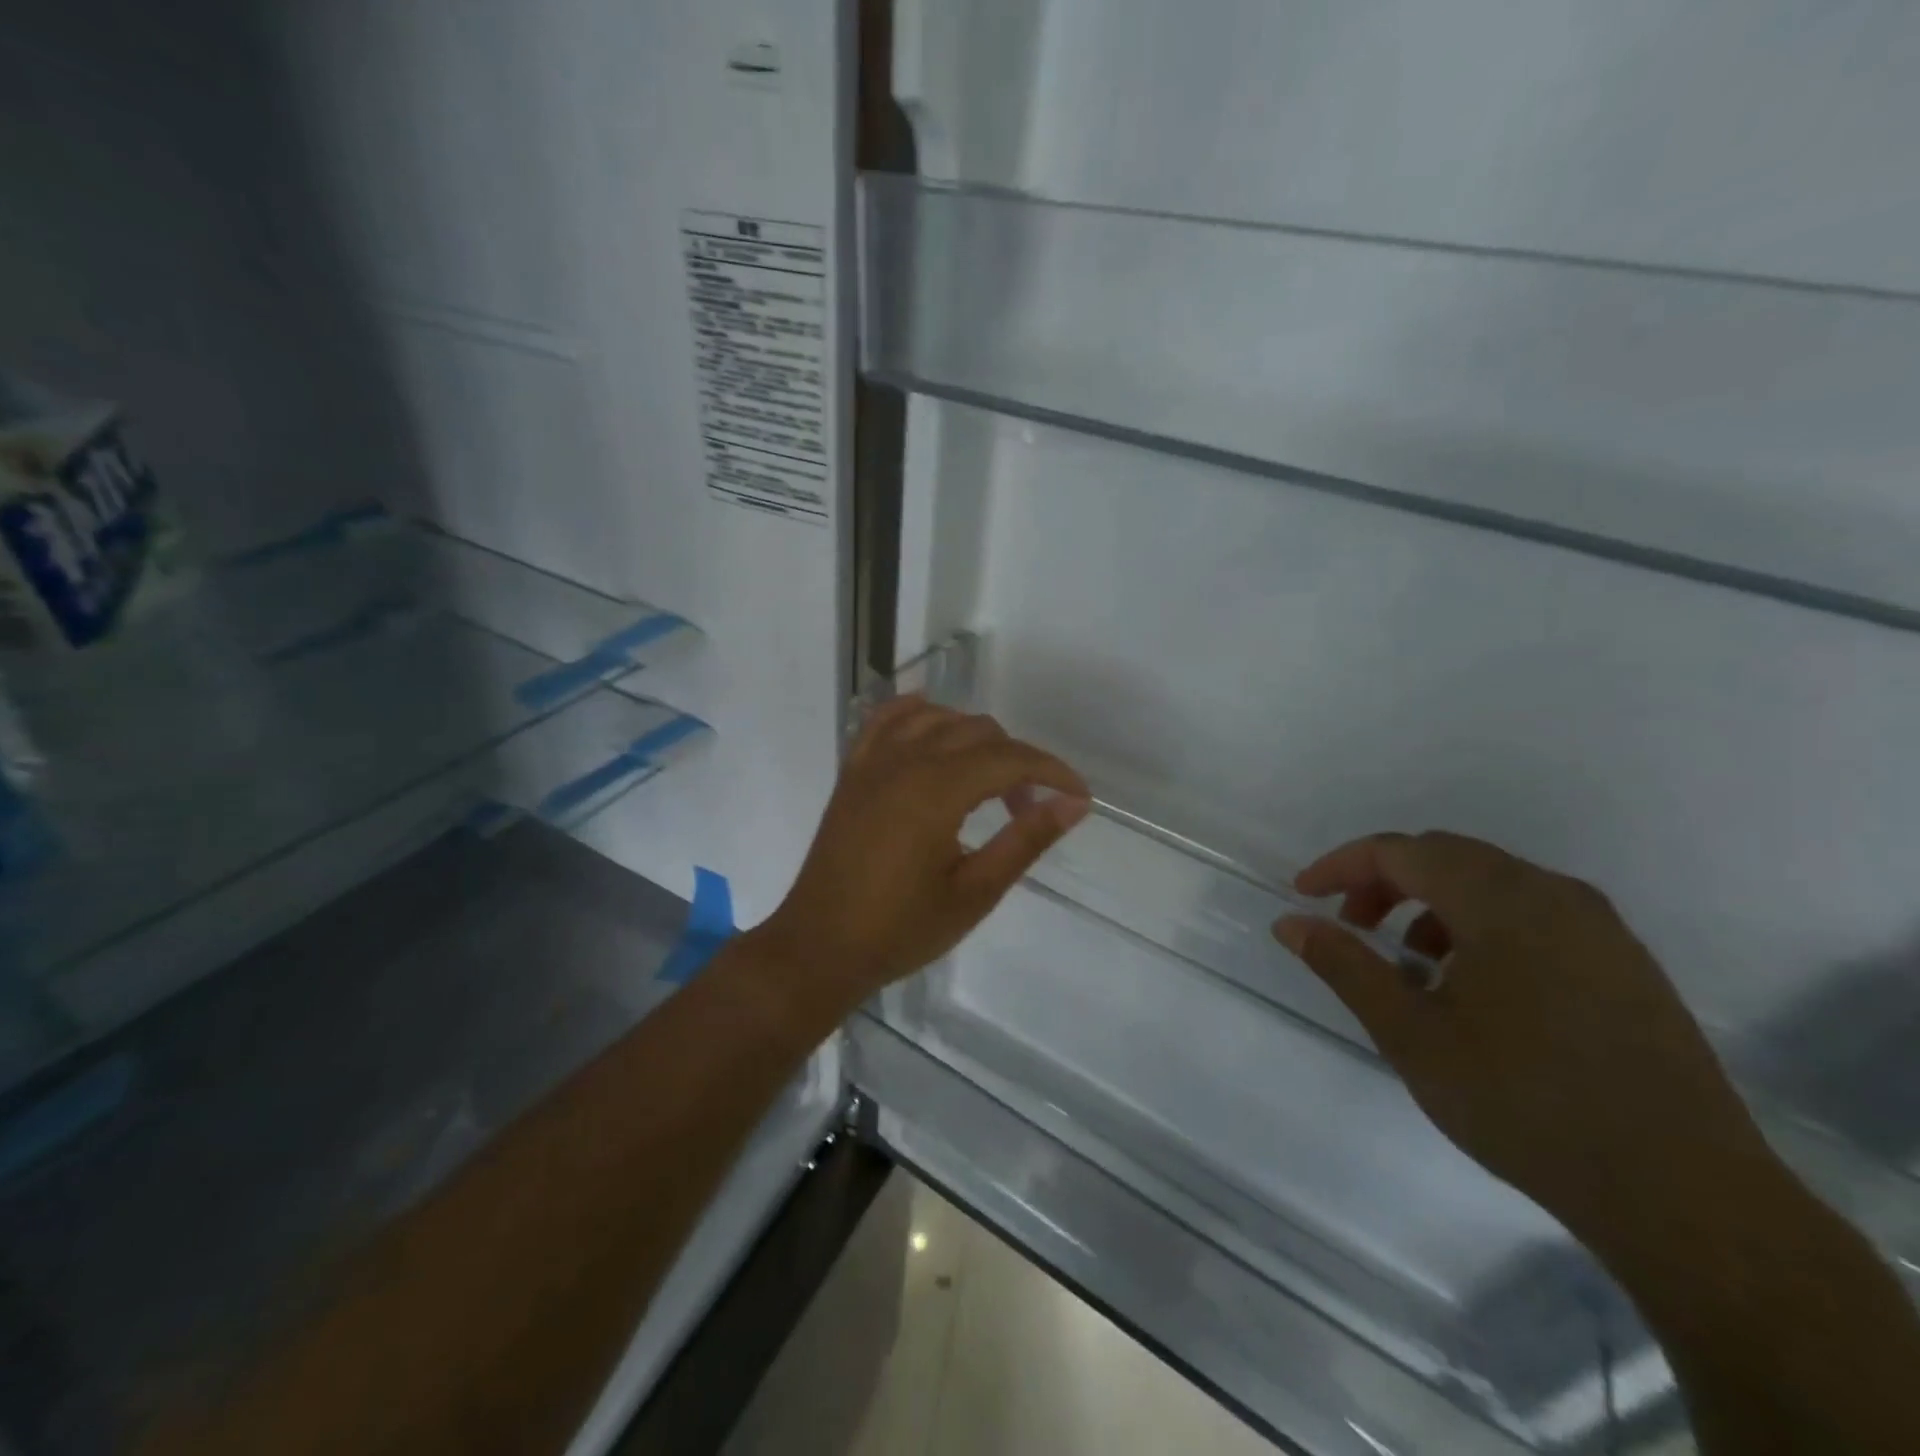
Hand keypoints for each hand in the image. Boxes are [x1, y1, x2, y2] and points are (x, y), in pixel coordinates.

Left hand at [758, 697, 1089, 1004]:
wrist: (820, 947)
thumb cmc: (901, 929)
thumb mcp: (975, 893)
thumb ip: (1025, 840)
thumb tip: (1073, 804)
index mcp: (937, 790)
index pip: (1010, 758)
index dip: (1053, 771)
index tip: (1078, 796)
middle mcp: (905, 762)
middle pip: (978, 732)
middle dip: (1016, 760)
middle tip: (1027, 808)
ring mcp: (873, 762)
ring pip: (937, 718)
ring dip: (973, 737)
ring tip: (987, 781)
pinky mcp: (853, 772)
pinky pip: (886, 720)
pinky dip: (917, 714)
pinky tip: (934, 728)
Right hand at [1274, 831, 1771, 1241]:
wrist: (1686, 1198)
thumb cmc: (1526, 1104)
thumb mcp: (1412, 1035)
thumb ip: (1345, 966)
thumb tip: (1290, 923)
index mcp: (1502, 901)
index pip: (1401, 851)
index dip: (1342, 866)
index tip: (1303, 897)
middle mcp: (1555, 895)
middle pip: (1446, 857)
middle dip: (1386, 883)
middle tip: (1351, 928)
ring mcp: (1600, 929)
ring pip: (1491, 884)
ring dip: (1432, 905)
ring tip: (1410, 966)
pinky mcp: (1626, 964)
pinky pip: (1533, 915)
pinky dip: (1480, 927)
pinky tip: (1473, 988)